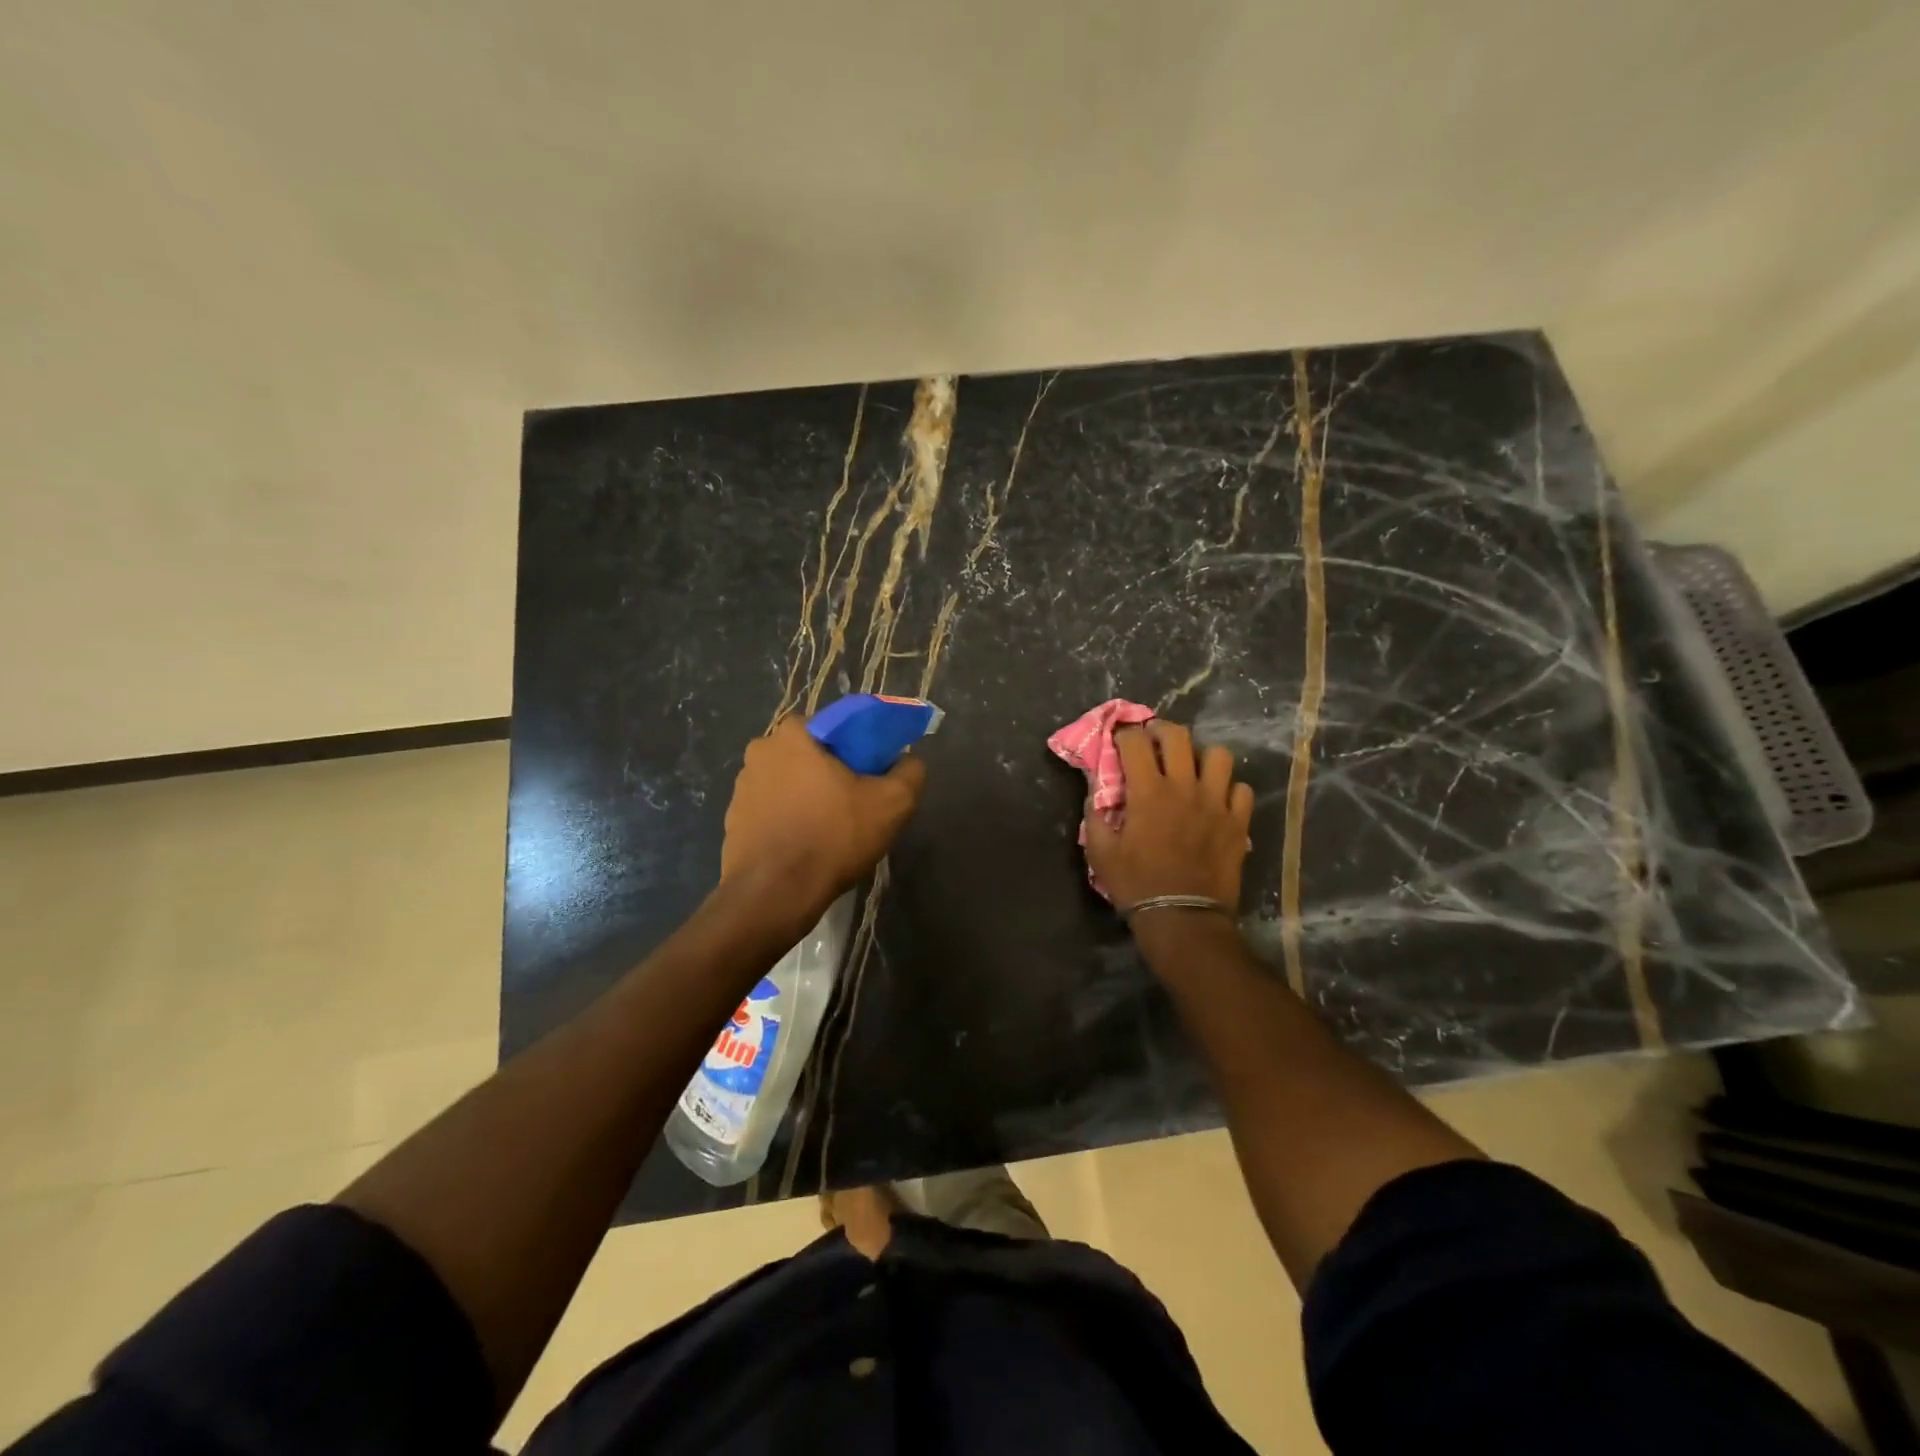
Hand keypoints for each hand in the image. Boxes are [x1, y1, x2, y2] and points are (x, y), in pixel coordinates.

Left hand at [719, 716, 927, 929]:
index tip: (871, 774)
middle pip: (809, 753)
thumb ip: (910, 772)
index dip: (858, 747)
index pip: (834, 725)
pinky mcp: (733, 820)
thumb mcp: (893, 803)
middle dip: (830, 771)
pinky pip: (771, 810)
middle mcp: (761, 751)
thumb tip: (909, 761)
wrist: (774, 894)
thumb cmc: (834, 837)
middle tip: (855, 802)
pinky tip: (806, 845)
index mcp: (794, 735)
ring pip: (788, 782)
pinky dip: (788, 820)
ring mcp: (741, 787)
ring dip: (807, 796)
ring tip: (830, 828)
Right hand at [1084, 720, 1253, 915]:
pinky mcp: (1239, 822)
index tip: (1119, 740)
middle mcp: (1184, 787)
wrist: (1183, 918)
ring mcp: (1217, 802)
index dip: (1124, 735)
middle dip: (1161, 730)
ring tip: (1192, 768)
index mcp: (1148, 792)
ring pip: (1218, 755)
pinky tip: (1217, 800)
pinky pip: (1241, 789)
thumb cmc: (1136, 884)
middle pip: (1178, 736)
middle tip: (1154, 740)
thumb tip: (1094, 790)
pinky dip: (1229, 789)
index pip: (1135, 743)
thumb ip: (1096, 815)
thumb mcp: (1101, 852)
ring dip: (1202, 756)